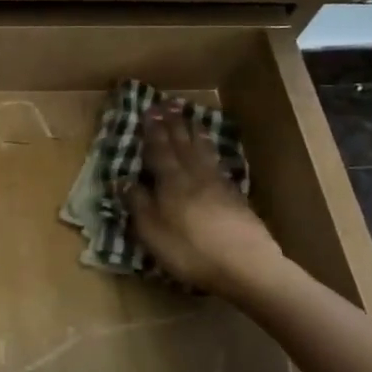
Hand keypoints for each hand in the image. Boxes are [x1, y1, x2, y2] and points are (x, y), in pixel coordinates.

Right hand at [127, 104, 285, 298]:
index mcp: (171, 183)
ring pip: (203, 151)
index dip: (153, 132)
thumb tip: (124, 180)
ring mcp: (218, 185)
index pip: (159, 151)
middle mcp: (195, 176)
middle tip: (167, 105)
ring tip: (190, 119)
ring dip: (194, 133)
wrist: (246, 266)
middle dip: (173, 125)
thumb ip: (138, 204)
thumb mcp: (152, 232)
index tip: (149, 111)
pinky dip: (211, 152)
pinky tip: (211, 152)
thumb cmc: (190, 251)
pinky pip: (218, 164)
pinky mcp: (236, 198)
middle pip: (183, 145)